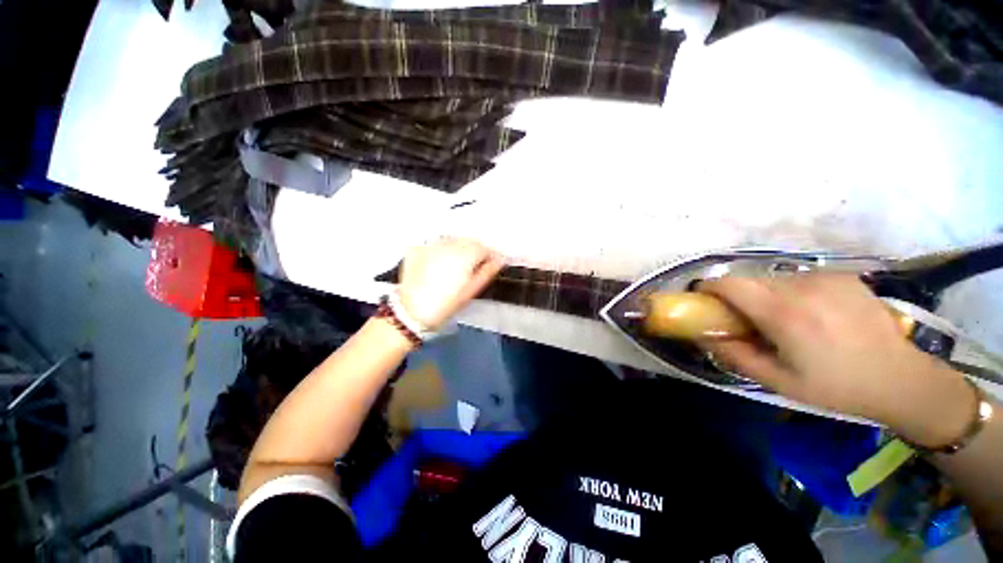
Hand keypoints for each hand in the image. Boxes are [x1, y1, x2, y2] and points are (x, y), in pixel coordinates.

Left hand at [397, 238, 505, 329]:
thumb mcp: (470, 291)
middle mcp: (448, 245)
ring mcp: (430, 245)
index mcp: (464, 255)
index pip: (484, 248)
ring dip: (459, 249)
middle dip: (475, 251)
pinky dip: (441, 251)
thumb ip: (487, 272)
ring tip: (457, 265)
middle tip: (477, 265)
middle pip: (468, 242)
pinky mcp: (417, 249)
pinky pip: (435, 245)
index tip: (494, 262)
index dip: (491, 255)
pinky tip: (440, 264)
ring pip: (452, 241)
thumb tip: (500, 260)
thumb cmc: (445, 305)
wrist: (412, 312)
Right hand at [698, 274, 975, 447]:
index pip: (729, 283)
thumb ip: (735, 355)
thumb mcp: (778, 382)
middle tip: (747, 321)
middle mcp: (802, 287)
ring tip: (786, 321)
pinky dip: (792, 292)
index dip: (709, 288)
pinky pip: (800, 279)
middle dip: (738, 297)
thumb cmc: (837, 386)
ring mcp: (825, 277)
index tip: (705, 301)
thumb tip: (703, 336)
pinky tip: (813, 314)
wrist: (903, 379)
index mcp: (784, 313)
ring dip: (767, 296)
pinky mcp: (843, 275)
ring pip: (774, 279)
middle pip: (749, 280)